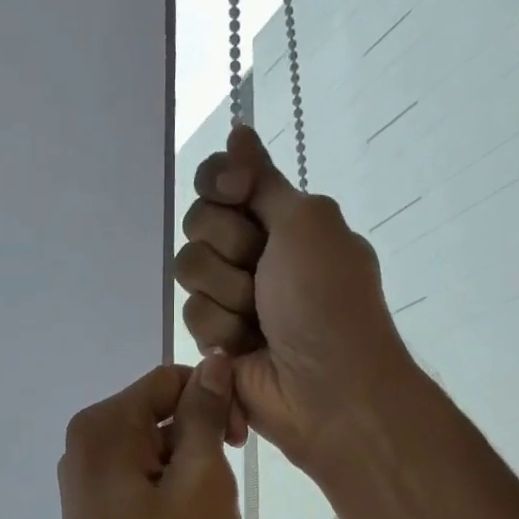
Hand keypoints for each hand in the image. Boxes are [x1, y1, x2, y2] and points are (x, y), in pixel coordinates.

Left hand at [51, 359, 243, 518]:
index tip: (240, 448)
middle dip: (201, 446)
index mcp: (103, 428)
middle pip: (160, 417)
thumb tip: (210, 363)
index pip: (171, 380)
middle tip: (218, 499)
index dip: (215, 402)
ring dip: (190, 479)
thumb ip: (204, 416)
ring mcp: (84, 486)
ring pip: (156, 456)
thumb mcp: (201, 484)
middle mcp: (84, 448)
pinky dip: (171, 502)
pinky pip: (143, 488)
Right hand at [175, 125, 415, 470]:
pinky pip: (192, 318)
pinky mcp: (216, 343)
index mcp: (283, 221)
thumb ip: (263, 181)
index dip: (219, 183)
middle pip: (199, 224)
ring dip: (227, 295)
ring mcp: (234, 300)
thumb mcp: (307, 223)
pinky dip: (222, 332)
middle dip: (229, 248)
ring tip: (259, 323)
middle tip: (263, 274)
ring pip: (190, 273)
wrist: (329, 388)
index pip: (222, 182)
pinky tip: (246, 351)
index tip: (235, 193)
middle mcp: (255, 255)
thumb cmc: (327, 300)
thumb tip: (239, 131)